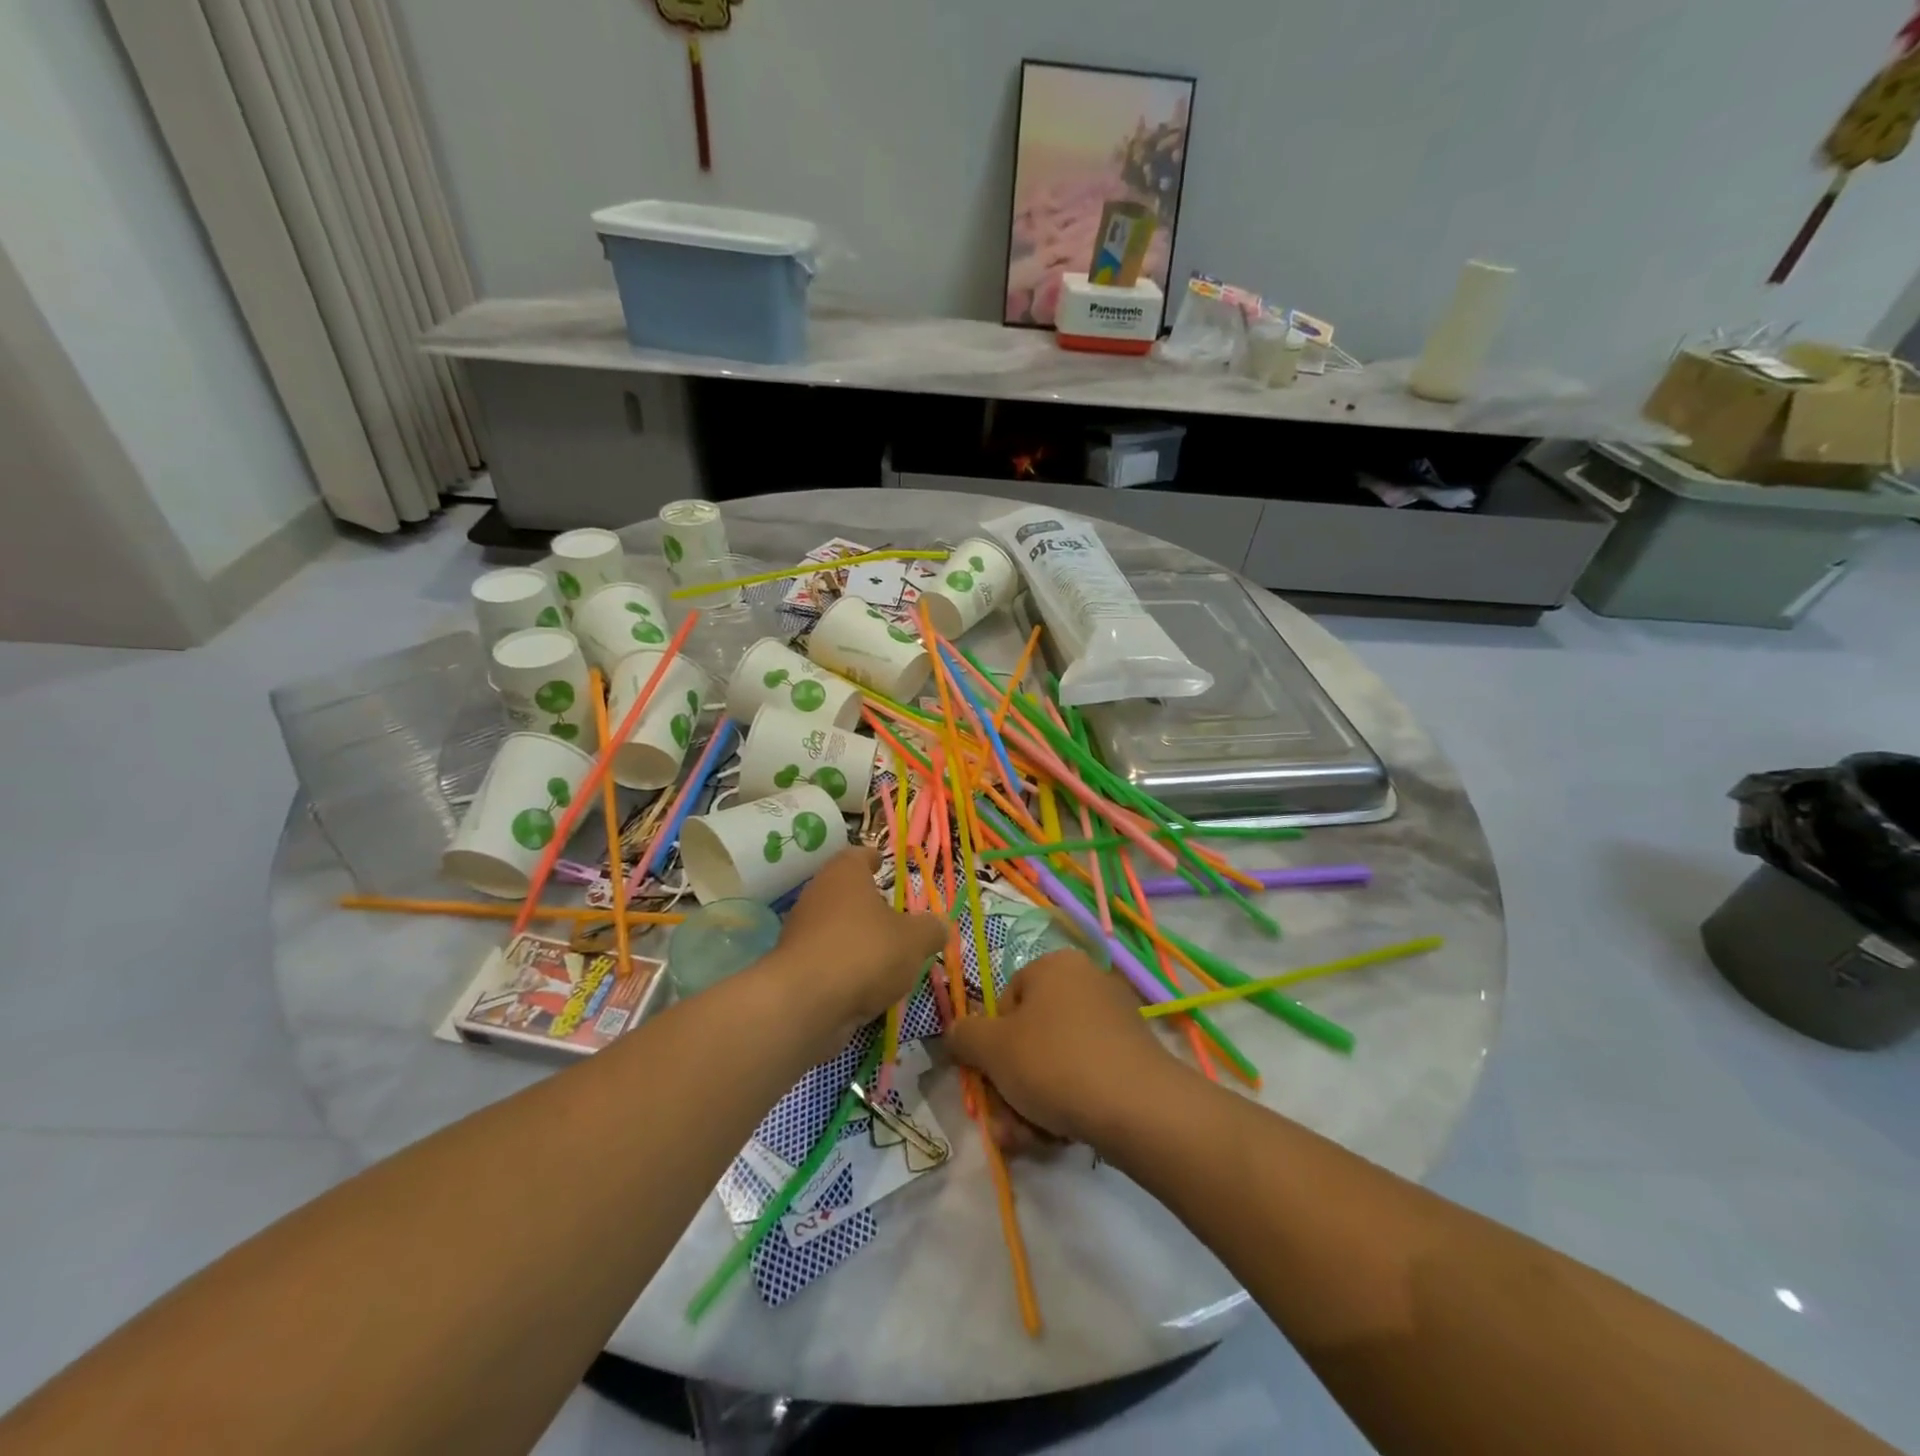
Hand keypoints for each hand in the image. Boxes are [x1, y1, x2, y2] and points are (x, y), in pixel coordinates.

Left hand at [769, 847, 946, 1043]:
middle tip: (893, 914)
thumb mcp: (914, 940)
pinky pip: (826, 959)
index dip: (872, 859)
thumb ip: (931, 930)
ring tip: (885, 955)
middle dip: (867, 903)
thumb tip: (941, 925)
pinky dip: (844, 966)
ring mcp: (801, 931)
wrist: (805, 1003)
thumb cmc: (865, 952)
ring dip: (856, 937)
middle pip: (844, 892)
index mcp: (844, 874)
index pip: (858, 856)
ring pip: (834, 926)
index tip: (882, 863)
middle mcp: (817, 895)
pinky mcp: (794, 967)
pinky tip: (864, 984)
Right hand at [945, 949, 1183, 1150]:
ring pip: (1055, 1062)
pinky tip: (1059, 1137)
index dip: (992, 1044)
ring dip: (1032, 1103)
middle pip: (1031, 1037)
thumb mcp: (992, 1049)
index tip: (991, 1078)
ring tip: (1028, 1140)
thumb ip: (964, 1035)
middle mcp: (1087, 982)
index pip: (1006, 1001)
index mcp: (1054, 966)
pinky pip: (1086, 1075)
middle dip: (1011, 1085)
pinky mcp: (1133, 1056)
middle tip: (1005, 1122)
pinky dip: (1067, 1104)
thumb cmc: (1055, 1063)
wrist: (1138, 1107)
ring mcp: (1114, 1020)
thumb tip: (958, 1034)